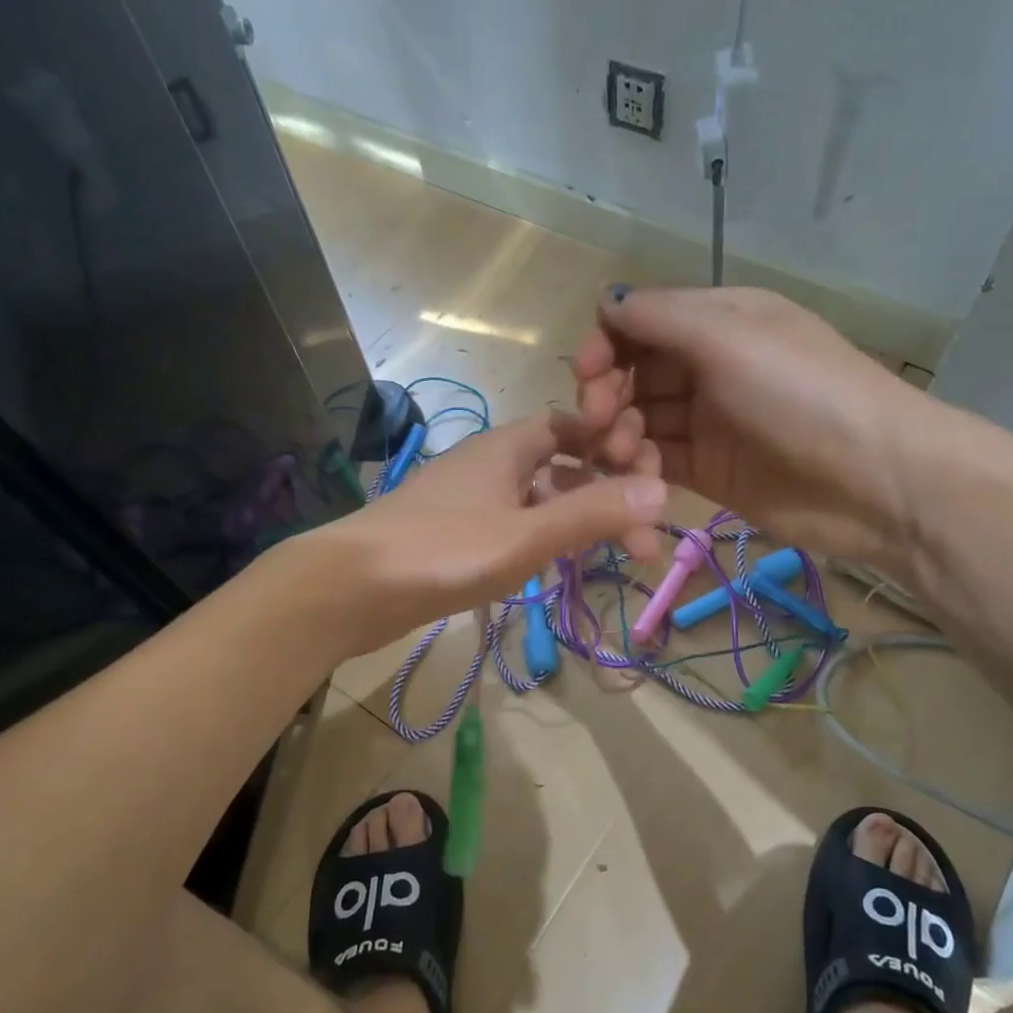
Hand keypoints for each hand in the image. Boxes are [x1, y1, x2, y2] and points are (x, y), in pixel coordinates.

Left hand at [311, 409, 666, 652]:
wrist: (349, 588)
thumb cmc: (443, 551)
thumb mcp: (526, 536)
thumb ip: (592, 514)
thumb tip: (663, 492)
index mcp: (507, 446)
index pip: (571, 424)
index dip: (611, 442)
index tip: (648, 476)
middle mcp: (490, 463)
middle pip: (561, 467)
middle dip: (605, 495)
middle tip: (642, 542)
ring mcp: (469, 499)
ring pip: (538, 499)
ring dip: (577, 521)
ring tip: (612, 556)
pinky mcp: (454, 533)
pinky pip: (514, 524)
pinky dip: (543, 538)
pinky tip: (557, 566)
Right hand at [571, 285, 938, 560]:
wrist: (874, 480)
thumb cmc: (802, 394)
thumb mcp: (731, 338)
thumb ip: (661, 317)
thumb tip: (607, 302)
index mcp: (718, 320)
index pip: (640, 322)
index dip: (605, 343)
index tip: (586, 373)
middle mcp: (708, 365)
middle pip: (633, 373)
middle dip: (607, 395)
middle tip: (597, 423)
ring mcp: (708, 421)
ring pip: (639, 419)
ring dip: (619, 435)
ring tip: (623, 456)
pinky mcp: (708, 470)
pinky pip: (656, 461)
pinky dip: (638, 468)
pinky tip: (637, 480)